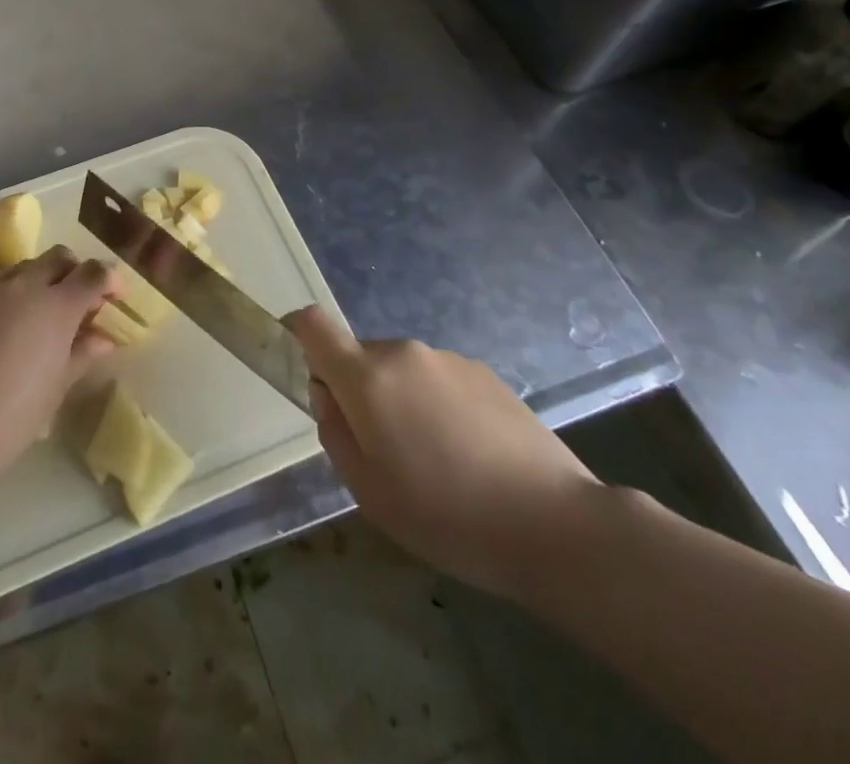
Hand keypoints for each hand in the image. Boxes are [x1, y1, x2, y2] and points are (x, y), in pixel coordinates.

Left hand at [0, 246, 120, 483]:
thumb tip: (102, 339)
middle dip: (74, 270)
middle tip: (80, 300)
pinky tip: (9, 334)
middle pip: (58, 257)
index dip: (110, 278)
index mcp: (57, 305)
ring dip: (42, 281)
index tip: (116, 295)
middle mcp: (25, 288)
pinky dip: (13, 300)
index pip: (93, 272)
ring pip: (25, 269)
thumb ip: (82, 353)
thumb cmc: (16, 412)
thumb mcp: (58, 385)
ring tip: (44, 317)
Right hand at [284, 306, 599, 600]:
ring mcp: (448, 359)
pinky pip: (438, 380)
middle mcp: (404, 352)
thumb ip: (334, 433)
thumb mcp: (369, 491)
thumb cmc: (447, 515)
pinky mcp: (485, 373)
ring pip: (401, 371)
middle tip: (381, 451)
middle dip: (357, 392)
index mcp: (367, 376)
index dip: (295, 333)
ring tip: (433, 461)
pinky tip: (468, 456)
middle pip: (360, 357)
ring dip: (399, 401)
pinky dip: (436, 406)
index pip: (313, 324)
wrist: (555, 524)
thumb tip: (328, 397)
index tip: (296, 363)